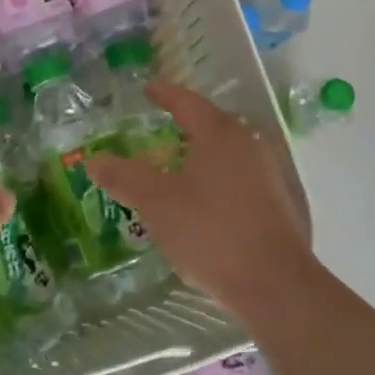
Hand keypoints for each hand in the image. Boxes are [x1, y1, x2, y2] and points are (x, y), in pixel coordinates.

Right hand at [87, 83, 315, 321]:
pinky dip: (220, 178)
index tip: (148, 89)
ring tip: (179, 167)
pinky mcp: (280, 202)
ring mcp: (269, 173)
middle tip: (160, 128)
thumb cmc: (211, 232)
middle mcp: (248, 143)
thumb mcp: (157, 203)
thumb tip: (94, 160)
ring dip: (203, 153)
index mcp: (219, 133)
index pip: (186, 102)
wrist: (276, 285)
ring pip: (228, 152)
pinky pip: (242, 176)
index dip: (164, 94)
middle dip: (185, 123)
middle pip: (212, 123)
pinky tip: (206, 201)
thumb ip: (124, 178)